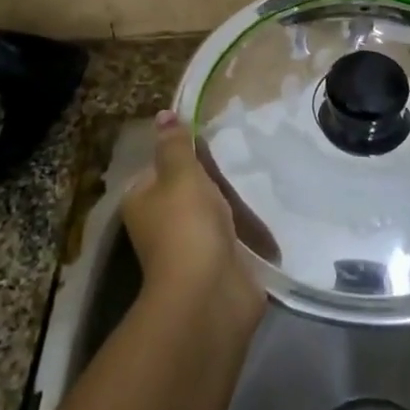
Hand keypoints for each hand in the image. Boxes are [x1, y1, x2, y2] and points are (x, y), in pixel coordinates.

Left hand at [122, 111, 265, 328]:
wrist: (210, 294)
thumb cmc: (187, 225)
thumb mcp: (180, 174)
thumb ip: (175, 144)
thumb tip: (163, 115)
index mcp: (142, 201)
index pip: (159, 167)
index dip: (182, 153)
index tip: (211, 139)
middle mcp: (160, 225)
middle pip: (188, 190)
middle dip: (213, 179)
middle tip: (241, 156)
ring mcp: (190, 247)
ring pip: (213, 214)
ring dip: (232, 204)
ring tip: (259, 179)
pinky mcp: (218, 265)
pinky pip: (234, 237)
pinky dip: (248, 229)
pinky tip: (267, 212)